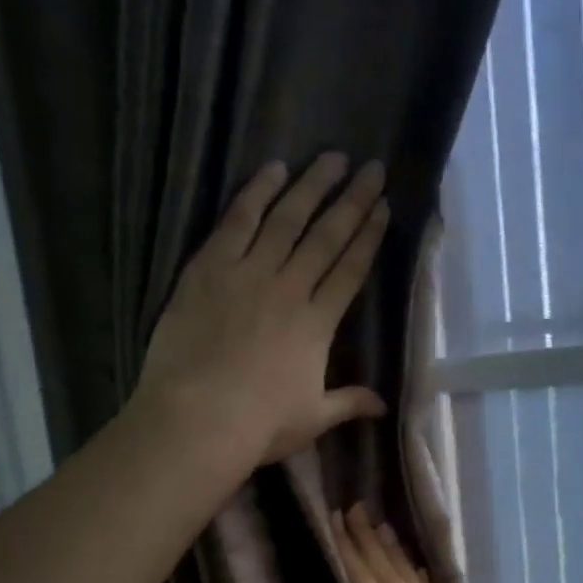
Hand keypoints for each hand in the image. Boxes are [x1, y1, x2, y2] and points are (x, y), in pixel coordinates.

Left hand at [136, 154, 390, 467]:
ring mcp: (248, 274)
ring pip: (286, 220)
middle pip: (326, 236)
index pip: (350, 271)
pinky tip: (273, 170)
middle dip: (352, 200)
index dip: (369, 237)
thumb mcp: (312, 419)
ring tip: (332, 158)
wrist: (199, 418)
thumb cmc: (260, 425)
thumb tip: (383, 406)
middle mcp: (289, 289)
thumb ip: (349, 402)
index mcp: (317, 325)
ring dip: (311, 186)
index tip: (383, 208)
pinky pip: (237, 222)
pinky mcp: (208, 269)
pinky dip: (256, 193)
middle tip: (371, 168)